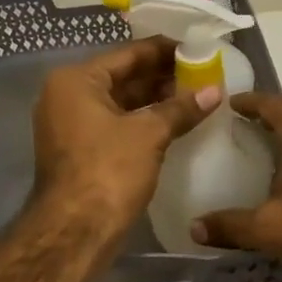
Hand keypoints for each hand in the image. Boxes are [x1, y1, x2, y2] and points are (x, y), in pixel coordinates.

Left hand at [31, 37, 219, 236]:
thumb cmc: (108, 171)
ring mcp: (71, 124)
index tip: (195, 48)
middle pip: (123, 76)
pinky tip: (175, 120)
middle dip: (162, 75)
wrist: (74, 233)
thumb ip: (181, 108)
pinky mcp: (81, 149)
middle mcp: (68, 96)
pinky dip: (143, 119)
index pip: (127, 54)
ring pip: (121, 101)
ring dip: (155, 98)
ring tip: (195, 94)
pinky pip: (117, 122)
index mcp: (76, 80)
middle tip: (201, 72)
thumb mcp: (149, 134)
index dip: (163, 50)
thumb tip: (214, 91)